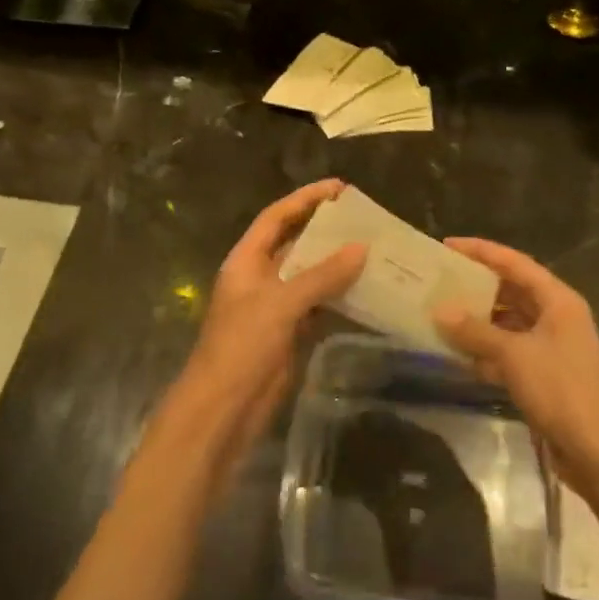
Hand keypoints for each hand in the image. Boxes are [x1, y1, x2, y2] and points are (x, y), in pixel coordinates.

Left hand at [166, 179, 364, 474]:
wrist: (222, 411)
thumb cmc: (242, 346)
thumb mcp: (280, 304)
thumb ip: (322, 275)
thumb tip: (362, 247)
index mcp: (247, 260)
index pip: (277, 217)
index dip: (305, 199)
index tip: (340, 188)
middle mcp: (261, 277)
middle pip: (297, 243)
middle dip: (327, 230)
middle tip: (366, 218)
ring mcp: (275, 307)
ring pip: (311, 275)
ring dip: (338, 264)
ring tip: (375, 249)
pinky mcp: (290, 334)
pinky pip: (320, 306)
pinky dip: (341, 297)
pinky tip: (369, 290)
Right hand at [434, 238, 598, 497]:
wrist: (598, 452)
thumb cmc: (560, 390)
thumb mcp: (514, 355)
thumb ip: (476, 331)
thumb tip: (440, 311)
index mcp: (558, 300)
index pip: (515, 263)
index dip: (482, 251)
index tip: (449, 245)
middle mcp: (558, 317)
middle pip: (513, 291)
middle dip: (478, 286)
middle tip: (442, 280)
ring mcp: (553, 347)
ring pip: (510, 323)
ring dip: (480, 321)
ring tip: (444, 315)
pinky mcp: (547, 375)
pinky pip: (511, 351)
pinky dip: (488, 350)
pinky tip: (461, 355)